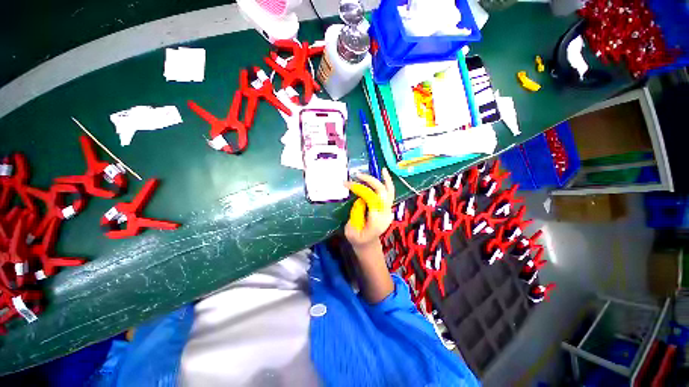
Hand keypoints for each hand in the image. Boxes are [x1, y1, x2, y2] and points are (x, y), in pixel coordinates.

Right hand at [344, 168, 394, 249]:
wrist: (368, 245)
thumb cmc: (358, 239)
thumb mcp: (351, 230)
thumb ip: (356, 214)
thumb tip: (360, 199)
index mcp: (376, 220)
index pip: (370, 198)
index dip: (359, 188)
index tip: (347, 184)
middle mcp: (385, 214)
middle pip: (381, 193)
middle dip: (370, 181)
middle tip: (358, 175)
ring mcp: (388, 211)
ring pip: (390, 193)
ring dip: (386, 180)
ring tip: (383, 170)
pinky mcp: (387, 209)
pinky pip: (389, 194)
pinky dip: (388, 184)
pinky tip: (384, 175)